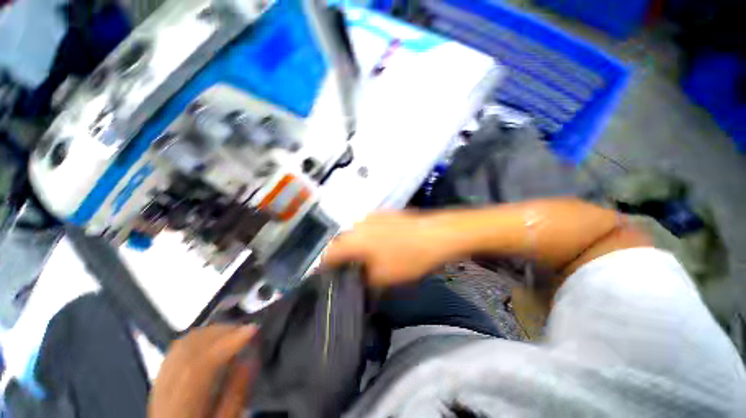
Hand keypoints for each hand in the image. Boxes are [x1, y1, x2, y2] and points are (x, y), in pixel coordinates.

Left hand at [148, 325, 257, 417]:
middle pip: (190, 348)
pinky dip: (199, 336)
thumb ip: (236, 395)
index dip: (229, 342)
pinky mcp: (160, 376)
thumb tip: (249, 360)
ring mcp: (160, 381)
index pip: (201, 365)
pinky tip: (213, 338)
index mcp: (182, 405)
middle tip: (247, 329)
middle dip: (222, 332)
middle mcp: (166, 389)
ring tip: (234, 331)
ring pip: (183, 344)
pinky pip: (177, 348)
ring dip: (212, 331)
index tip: (253, 329)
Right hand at [323, 211, 450, 286]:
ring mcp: (372, 216)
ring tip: (365, 259)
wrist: (436, 234)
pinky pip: (367, 227)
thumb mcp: (383, 277)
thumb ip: (362, 279)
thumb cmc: (408, 257)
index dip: (325, 266)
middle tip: (349, 271)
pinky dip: (367, 237)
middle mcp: (358, 224)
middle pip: (341, 242)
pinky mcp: (384, 214)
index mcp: (354, 239)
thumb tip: (355, 279)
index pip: (329, 253)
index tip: (328, 277)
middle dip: (342, 257)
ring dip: (355, 246)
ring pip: (355, 233)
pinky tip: (379, 246)